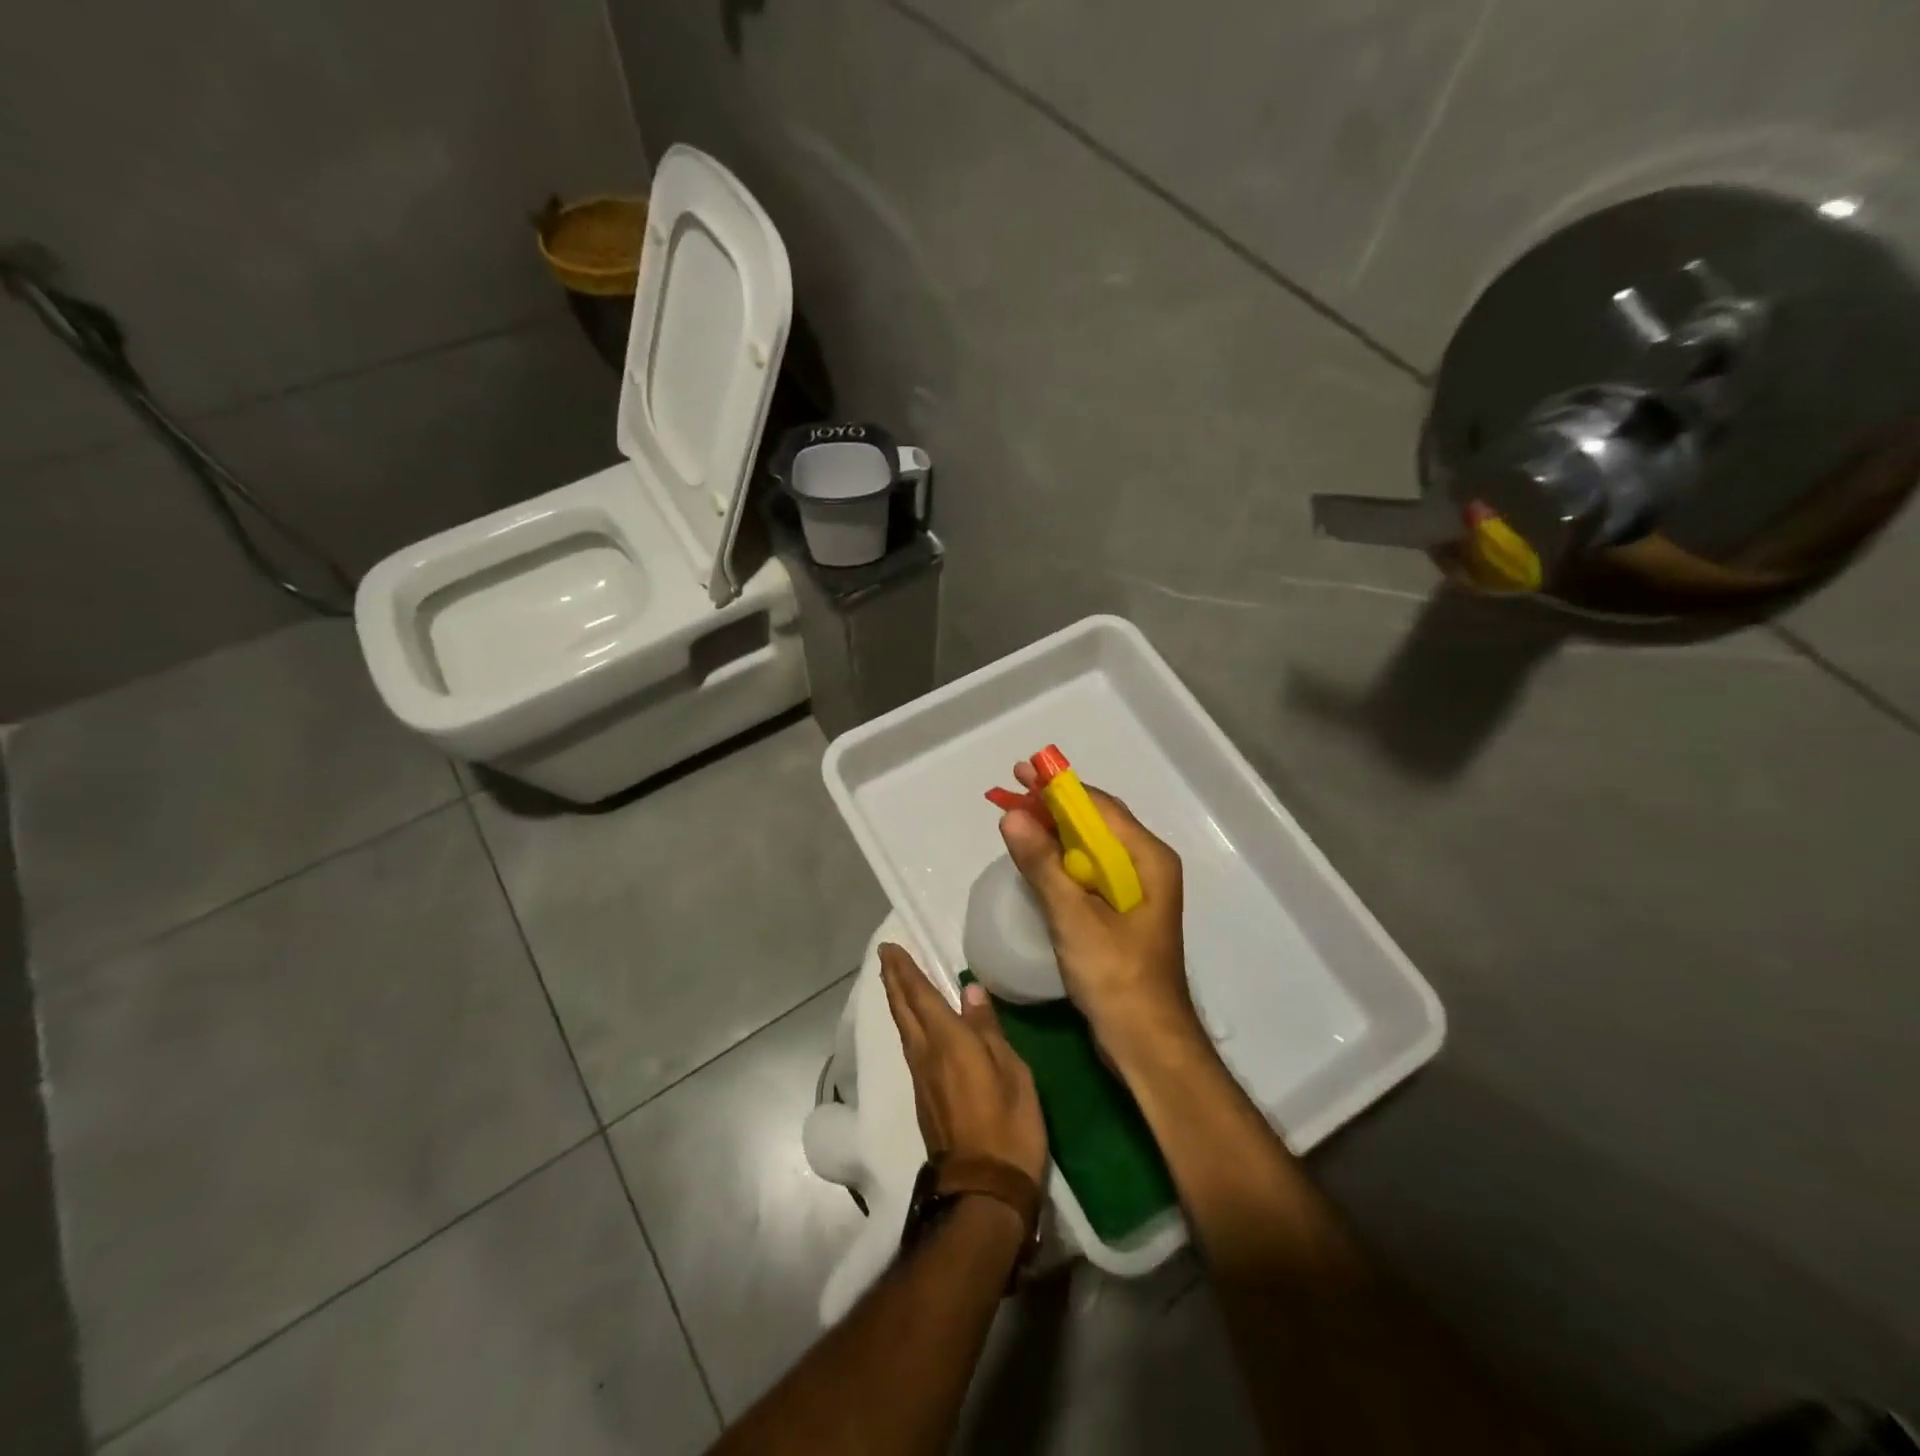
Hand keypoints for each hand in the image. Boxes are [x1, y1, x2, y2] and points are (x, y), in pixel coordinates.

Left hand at [879, 942, 1048, 1188]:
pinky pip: (911, 1046)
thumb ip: (988, 1029)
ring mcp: (921, 1077)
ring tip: (897, 982)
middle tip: (886, 957)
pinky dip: (908, 1024)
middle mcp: (925, 1053)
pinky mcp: (924, 1097)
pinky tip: (916, 1024)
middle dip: (893, 980)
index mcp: (947, 1040)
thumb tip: (969, 990)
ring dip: (898, 1001)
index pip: (919, 995)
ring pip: (903, 1028)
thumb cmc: (1007, 1125)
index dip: (903, 970)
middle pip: (903, 1009)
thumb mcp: (1011, 1072)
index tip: (889, 948)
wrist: (982, 1189)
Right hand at [998, 767, 1201, 1069]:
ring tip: (1016, 820)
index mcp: (1148, 859)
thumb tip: (1012, 817)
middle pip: (1095, 823)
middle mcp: (1146, 867)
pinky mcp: (1120, 914)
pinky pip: (1087, 873)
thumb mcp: (1074, 918)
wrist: (1146, 1042)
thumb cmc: (1117, 977)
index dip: (1059, 788)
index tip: (1022, 773)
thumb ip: (1043, 865)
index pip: (1099, 807)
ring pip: (1089, 848)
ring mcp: (1134, 891)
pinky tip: (1035, 861)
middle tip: (1012, 792)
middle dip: (1053, 806)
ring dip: (1054, 833)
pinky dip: (1060, 861)